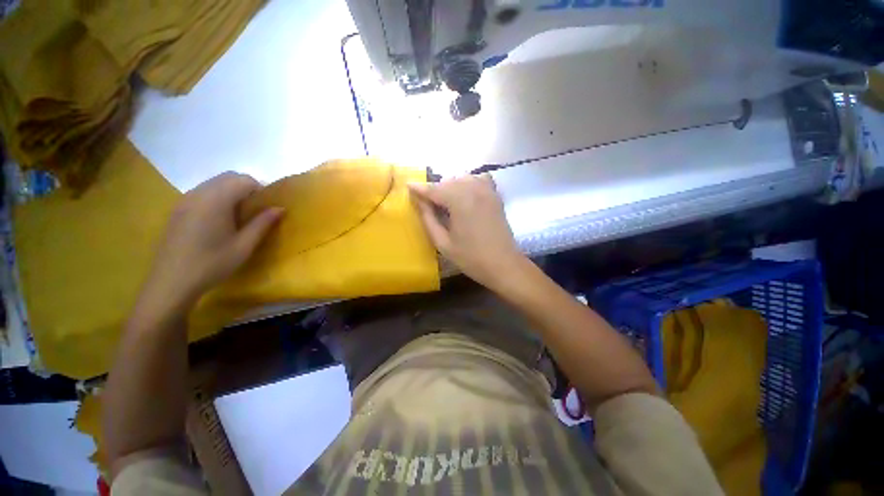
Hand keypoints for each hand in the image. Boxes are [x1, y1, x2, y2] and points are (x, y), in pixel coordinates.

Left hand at [142, 172, 282, 314]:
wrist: (172, 282)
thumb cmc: (212, 264)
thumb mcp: (244, 246)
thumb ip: (262, 223)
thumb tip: (280, 208)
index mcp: (216, 200)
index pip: (243, 180)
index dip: (261, 189)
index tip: (268, 207)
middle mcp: (199, 194)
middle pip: (228, 177)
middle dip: (247, 187)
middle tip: (256, 210)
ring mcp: (185, 200)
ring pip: (214, 183)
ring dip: (231, 191)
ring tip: (240, 215)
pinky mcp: (178, 209)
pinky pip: (202, 192)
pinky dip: (217, 197)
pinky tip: (220, 220)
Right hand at [409, 175, 524, 290]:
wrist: (504, 265)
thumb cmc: (471, 258)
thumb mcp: (443, 243)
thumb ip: (428, 219)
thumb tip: (419, 201)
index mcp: (459, 201)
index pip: (434, 189)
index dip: (419, 188)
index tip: (407, 185)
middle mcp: (473, 189)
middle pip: (448, 181)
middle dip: (435, 189)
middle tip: (427, 202)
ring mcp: (487, 190)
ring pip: (462, 178)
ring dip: (450, 185)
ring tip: (445, 201)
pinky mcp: (495, 195)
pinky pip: (479, 179)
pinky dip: (469, 183)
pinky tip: (465, 195)